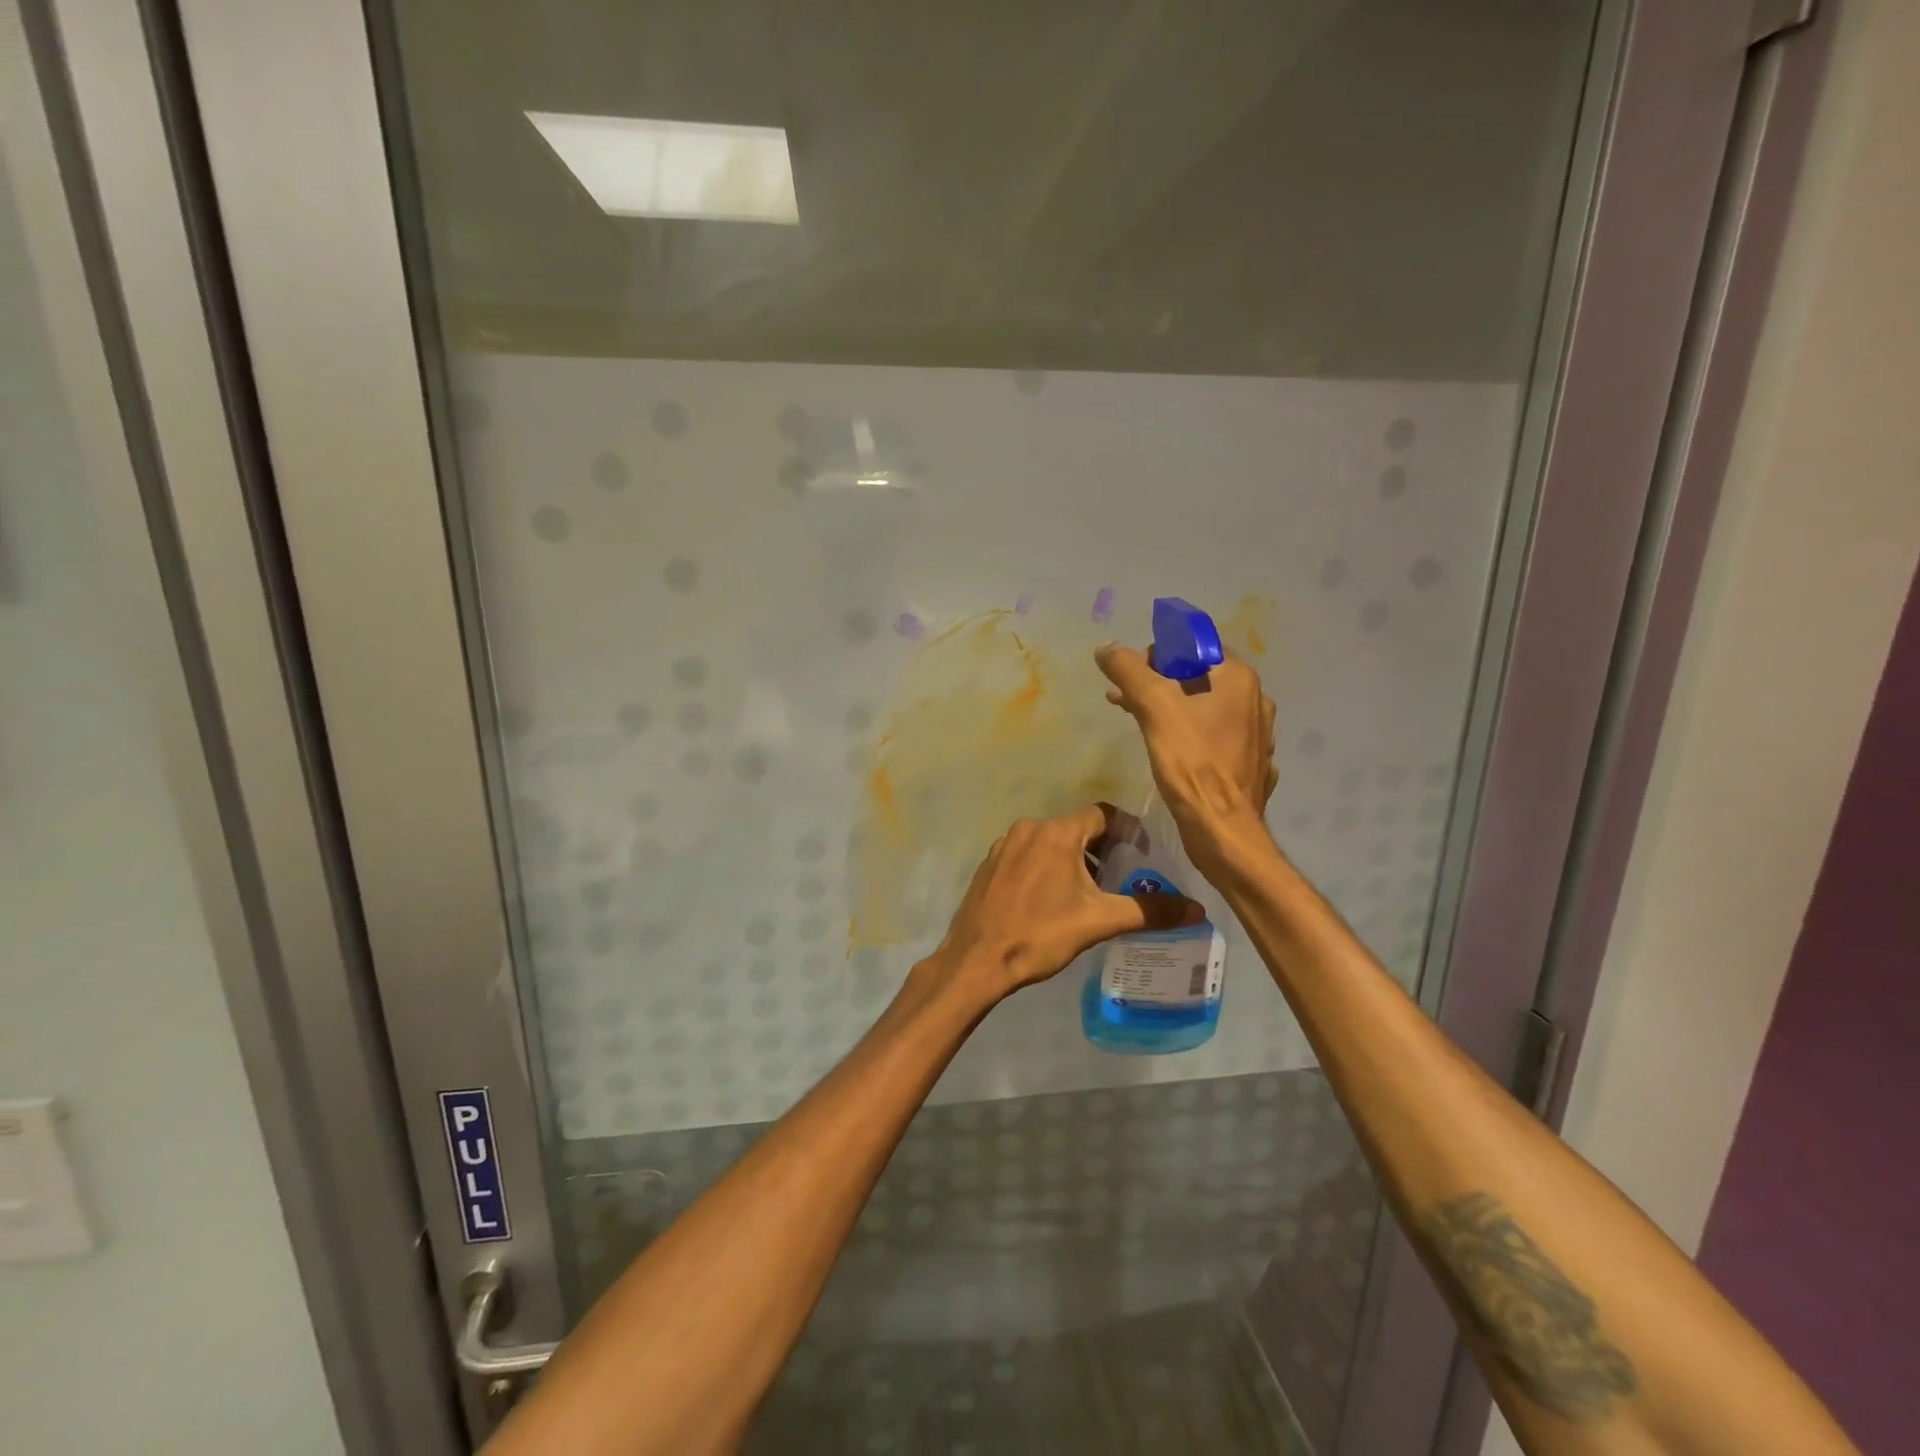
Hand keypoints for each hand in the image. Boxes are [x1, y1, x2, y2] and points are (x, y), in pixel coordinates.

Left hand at [923, 805, 1202, 1008]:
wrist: (977, 960)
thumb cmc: (1040, 934)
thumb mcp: (1099, 921)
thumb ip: (1149, 911)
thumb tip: (1197, 909)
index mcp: (1056, 833)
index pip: (1102, 814)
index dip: (1127, 829)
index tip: (1142, 852)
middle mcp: (1028, 829)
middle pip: (1076, 827)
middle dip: (1102, 848)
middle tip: (1120, 877)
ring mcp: (1004, 846)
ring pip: (1050, 842)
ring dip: (1073, 859)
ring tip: (1089, 892)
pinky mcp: (989, 865)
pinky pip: (1027, 855)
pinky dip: (1046, 867)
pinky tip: (1051, 900)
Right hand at [1094, 642, 1278, 870]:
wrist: (1222, 829)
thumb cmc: (1191, 762)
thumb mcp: (1153, 707)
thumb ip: (1128, 670)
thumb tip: (1105, 648)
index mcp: (1237, 677)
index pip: (1194, 645)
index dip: (1158, 653)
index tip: (1133, 676)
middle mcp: (1255, 698)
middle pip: (1197, 675)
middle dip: (1156, 682)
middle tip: (1123, 697)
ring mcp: (1256, 732)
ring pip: (1204, 706)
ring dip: (1168, 707)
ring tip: (1134, 719)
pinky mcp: (1250, 761)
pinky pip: (1213, 734)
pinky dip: (1187, 732)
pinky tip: (1166, 747)